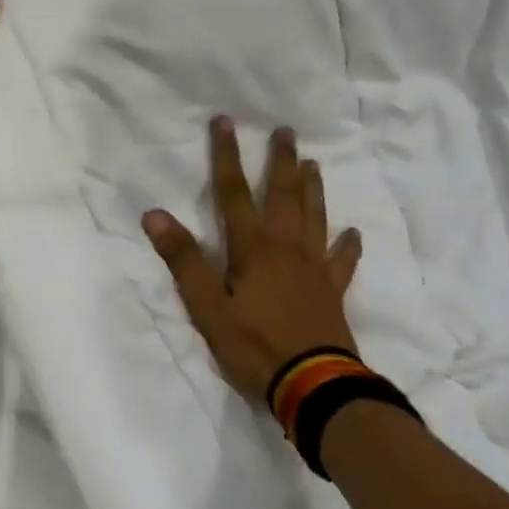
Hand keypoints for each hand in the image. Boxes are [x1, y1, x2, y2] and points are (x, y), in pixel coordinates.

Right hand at [143, 118, 362, 403]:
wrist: (314, 386)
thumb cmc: (254, 347)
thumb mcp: (208, 309)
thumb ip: (184, 261)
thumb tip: (155, 215)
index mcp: (252, 249)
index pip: (234, 193)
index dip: (226, 156)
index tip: (224, 122)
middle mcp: (286, 249)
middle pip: (283, 196)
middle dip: (280, 161)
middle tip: (285, 131)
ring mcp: (314, 269)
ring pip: (315, 218)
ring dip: (313, 189)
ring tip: (313, 163)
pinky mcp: (333, 292)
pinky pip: (342, 262)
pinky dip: (348, 245)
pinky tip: (353, 233)